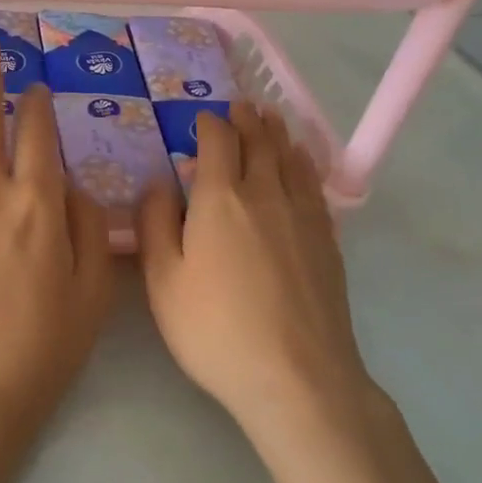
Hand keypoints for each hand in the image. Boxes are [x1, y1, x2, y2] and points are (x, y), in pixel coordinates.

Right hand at [136, 101, 367, 437]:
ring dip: (277, 133)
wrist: (297, 376)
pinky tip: (301, 162)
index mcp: (221, 198)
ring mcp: (301, 214)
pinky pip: (313, 184)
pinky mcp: (326, 238)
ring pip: (290, 158)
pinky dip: (303, 162)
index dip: (210, 124)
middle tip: (241, 105)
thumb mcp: (163, 281)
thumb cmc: (216, 329)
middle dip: (247, 119)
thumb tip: (159, 181)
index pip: (218, 142)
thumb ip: (155, 224)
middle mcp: (265, 193)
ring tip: (271, 118)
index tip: (203, 118)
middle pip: (259, 141)